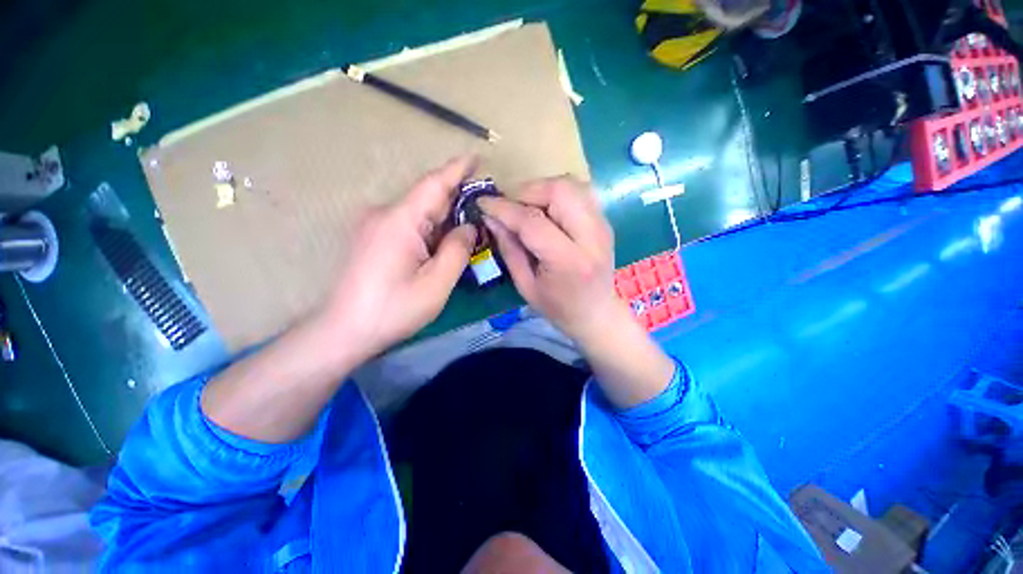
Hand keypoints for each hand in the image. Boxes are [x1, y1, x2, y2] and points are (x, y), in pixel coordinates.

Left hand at [319, 157, 477, 359]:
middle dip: (456, 198)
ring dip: (444, 215)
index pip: (434, 184)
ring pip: (418, 211)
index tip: (477, 157)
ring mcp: (375, 225)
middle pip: (427, 197)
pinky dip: (430, 227)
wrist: (344, 330)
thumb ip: (457, 250)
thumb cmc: (393, 309)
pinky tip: (442, 241)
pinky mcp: (373, 237)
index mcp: (400, 221)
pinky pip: (408, 222)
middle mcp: (384, 214)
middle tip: (483, 205)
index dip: (457, 169)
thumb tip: (468, 227)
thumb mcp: (436, 283)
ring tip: (468, 226)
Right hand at [479, 178, 674, 408]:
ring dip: (542, 189)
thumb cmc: (558, 307)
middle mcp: (591, 237)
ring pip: (571, 184)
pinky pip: (579, 192)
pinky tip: (546, 211)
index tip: (482, 203)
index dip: (504, 208)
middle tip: (510, 208)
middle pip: (559, 190)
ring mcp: (603, 225)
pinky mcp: (605, 221)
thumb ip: (509, 249)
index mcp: (569, 261)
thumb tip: (491, 218)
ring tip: (527, 208)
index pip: (533, 221)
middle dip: (527, 192)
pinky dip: (556, 194)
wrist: (597, 313)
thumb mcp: (526, 286)